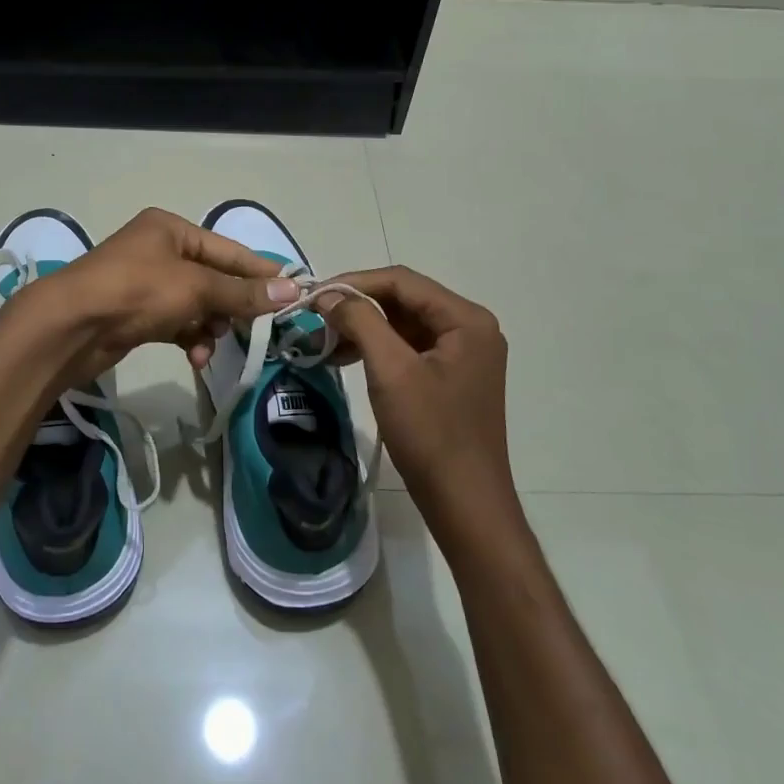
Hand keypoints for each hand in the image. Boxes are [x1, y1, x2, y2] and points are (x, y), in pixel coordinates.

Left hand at [16, 208, 298, 385]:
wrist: (71, 327)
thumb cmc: (136, 291)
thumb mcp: (195, 288)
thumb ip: (242, 292)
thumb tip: (291, 290)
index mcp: (171, 230)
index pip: (228, 250)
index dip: (259, 271)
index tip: (292, 291)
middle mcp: (159, 251)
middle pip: (212, 278)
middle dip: (230, 305)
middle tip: (254, 328)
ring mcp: (145, 283)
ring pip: (195, 305)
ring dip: (209, 326)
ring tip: (212, 344)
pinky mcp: (136, 314)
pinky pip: (176, 323)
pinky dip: (189, 337)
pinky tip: (195, 356)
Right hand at [314, 266, 517, 532]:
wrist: (465, 503)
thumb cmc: (430, 433)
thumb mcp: (391, 370)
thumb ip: (361, 321)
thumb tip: (328, 295)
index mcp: (466, 319)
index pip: (402, 281)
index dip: (354, 282)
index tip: (314, 294)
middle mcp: (470, 328)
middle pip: (404, 299)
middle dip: (358, 306)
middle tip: (316, 317)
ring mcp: (463, 353)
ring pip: (403, 323)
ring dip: (364, 327)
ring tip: (325, 340)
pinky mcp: (451, 376)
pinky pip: (409, 347)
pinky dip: (377, 348)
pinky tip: (346, 358)